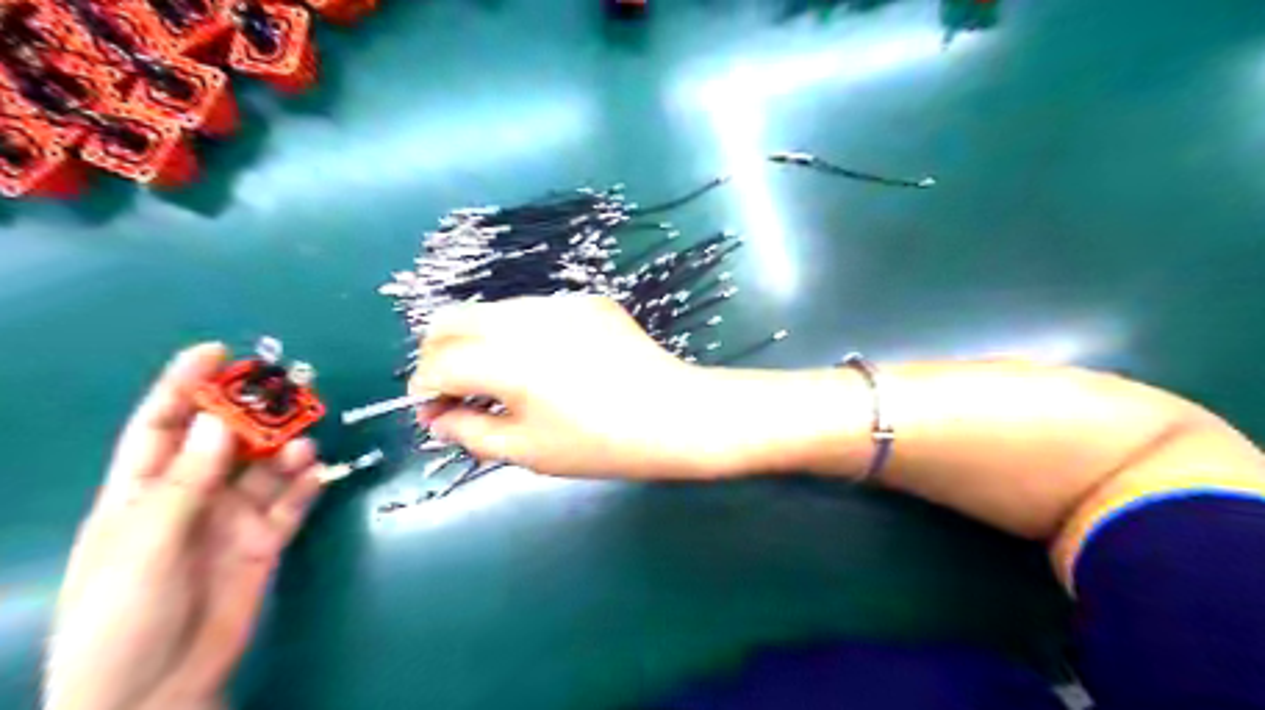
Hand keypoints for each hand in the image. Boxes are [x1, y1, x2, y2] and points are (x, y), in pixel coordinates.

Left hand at [46, 346, 324, 709]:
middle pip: (227, 441)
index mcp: (143, 491)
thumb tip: (219, 421)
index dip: (185, 386)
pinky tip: (318, 473)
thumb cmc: (125, 614)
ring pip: (266, 468)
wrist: (156, 688)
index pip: (164, 425)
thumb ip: (188, 482)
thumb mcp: (147, 543)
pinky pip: (291, 502)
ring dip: (287, 450)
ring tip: (306, 441)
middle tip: (290, 390)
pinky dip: (307, 485)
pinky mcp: (265, 540)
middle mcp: (192, 496)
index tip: (218, 352)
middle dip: (255, 413)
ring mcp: (232, 518)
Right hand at [414, 294, 731, 475]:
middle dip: (438, 355)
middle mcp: (525, 318)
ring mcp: (558, 302)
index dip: (425, 389)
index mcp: (506, 360)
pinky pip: (534, 312)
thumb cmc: (600, 444)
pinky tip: (547, 365)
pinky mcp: (585, 300)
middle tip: (454, 391)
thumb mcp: (528, 451)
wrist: (675, 414)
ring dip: (477, 342)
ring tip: (500, 380)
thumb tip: (438, 418)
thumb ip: (470, 432)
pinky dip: (519, 335)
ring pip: (491, 311)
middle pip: (450, 319)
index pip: (437, 362)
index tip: (433, 412)